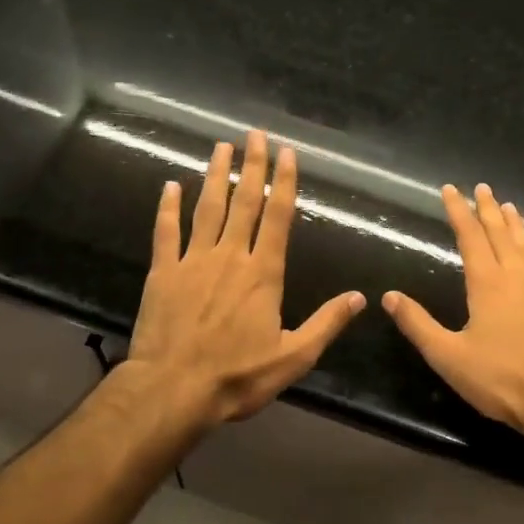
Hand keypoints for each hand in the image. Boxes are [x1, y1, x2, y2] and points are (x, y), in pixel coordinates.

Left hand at [126, 131, 365, 428]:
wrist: (173, 389)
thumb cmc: (237, 377)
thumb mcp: (293, 357)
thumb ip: (326, 323)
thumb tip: (360, 298)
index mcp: (263, 273)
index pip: (277, 217)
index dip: (284, 182)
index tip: (287, 153)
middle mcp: (229, 256)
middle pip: (243, 202)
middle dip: (251, 166)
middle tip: (254, 134)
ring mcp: (192, 261)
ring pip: (206, 209)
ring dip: (214, 176)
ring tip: (221, 147)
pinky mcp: (163, 272)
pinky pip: (166, 232)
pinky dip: (168, 207)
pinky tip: (170, 186)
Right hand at [384, 183, 523, 439]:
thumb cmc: (500, 378)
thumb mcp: (448, 356)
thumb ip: (418, 324)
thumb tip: (389, 296)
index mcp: (488, 284)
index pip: (470, 237)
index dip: (458, 212)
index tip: (450, 189)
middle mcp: (517, 277)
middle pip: (501, 233)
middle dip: (487, 209)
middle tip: (481, 187)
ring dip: (513, 224)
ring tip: (508, 206)